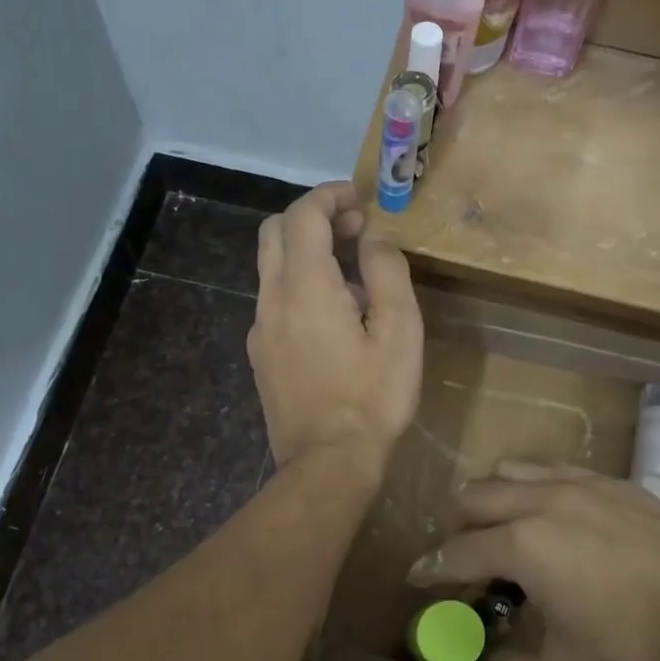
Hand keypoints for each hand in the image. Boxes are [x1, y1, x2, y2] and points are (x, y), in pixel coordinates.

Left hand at [249, 182, 422, 477]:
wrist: (327, 463)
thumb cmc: (372, 398)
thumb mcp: (400, 332)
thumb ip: (387, 273)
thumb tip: (372, 241)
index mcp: (305, 285)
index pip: (303, 215)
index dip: (330, 197)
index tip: (359, 201)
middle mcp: (272, 299)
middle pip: (274, 233)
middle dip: (312, 219)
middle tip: (353, 231)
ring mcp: (259, 330)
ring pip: (271, 270)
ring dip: (306, 256)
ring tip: (352, 282)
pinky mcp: (259, 357)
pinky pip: (273, 304)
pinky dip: (297, 289)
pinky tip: (331, 323)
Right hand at [408, 462, 659, 660]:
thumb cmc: (635, 643)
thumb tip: (496, 654)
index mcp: (520, 545)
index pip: (457, 552)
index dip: (432, 569)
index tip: (418, 578)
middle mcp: (539, 501)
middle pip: (475, 497)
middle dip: (455, 525)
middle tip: (460, 553)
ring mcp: (578, 484)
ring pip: (512, 470)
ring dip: (492, 496)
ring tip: (501, 523)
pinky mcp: (612, 481)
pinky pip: (555, 469)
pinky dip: (535, 486)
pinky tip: (552, 509)